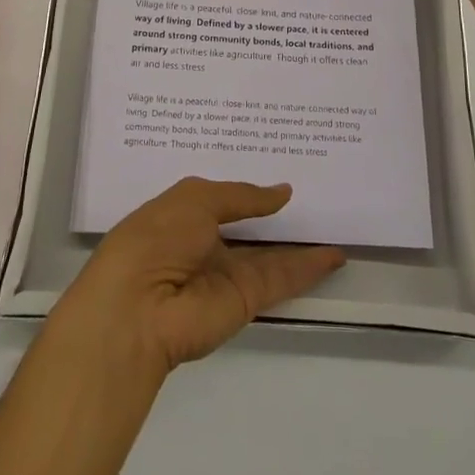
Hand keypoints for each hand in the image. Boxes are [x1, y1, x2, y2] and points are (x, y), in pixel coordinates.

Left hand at [52, 179, 344, 376]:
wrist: (138, 308)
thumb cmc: (156, 237)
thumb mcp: (195, 199)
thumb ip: (242, 196)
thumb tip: (281, 193)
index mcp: (184, 215)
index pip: (223, 198)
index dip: (249, 187)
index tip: (281, 166)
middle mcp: (206, 244)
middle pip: (249, 228)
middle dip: (277, 214)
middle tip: (318, 189)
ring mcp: (227, 273)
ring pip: (271, 254)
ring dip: (300, 242)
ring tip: (336, 221)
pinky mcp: (245, 300)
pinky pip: (281, 278)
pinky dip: (308, 268)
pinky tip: (334, 254)